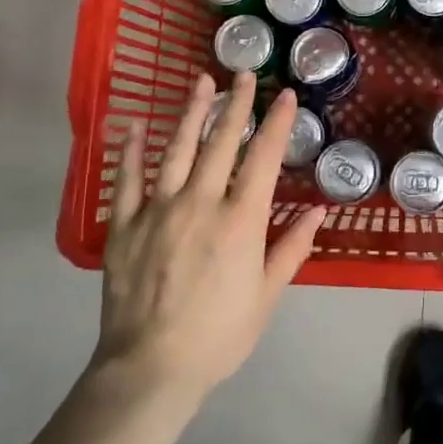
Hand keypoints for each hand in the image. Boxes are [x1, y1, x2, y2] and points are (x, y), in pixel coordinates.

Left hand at [91, 73, 324, 401]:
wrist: (151, 369)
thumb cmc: (219, 334)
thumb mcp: (267, 295)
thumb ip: (291, 248)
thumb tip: (318, 211)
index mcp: (240, 220)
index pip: (263, 158)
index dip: (276, 122)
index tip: (284, 95)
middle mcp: (201, 203)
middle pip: (221, 142)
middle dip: (236, 104)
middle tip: (243, 74)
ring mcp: (158, 210)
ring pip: (176, 149)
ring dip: (191, 113)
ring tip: (200, 82)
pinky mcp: (124, 226)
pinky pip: (127, 179)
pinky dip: (130, 150)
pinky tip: (133, 124)